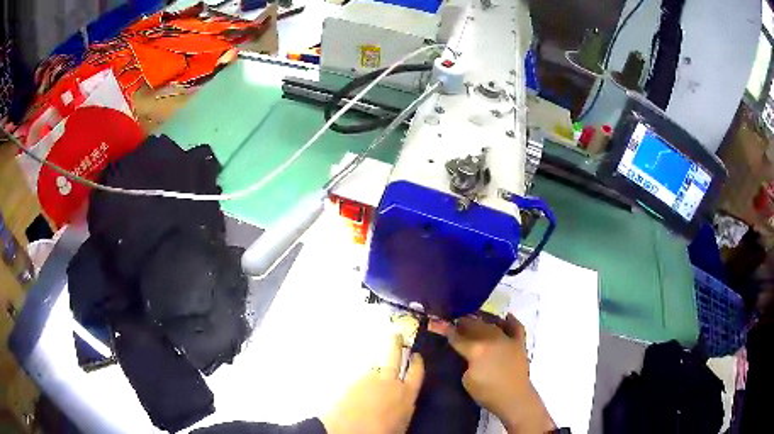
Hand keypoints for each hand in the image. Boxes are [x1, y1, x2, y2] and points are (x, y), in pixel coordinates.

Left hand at [321, 334, 424, 433]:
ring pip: (376, 365)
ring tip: (377, 359)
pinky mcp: (353, 382)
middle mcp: (390, 382)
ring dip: (378, 362)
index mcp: (407, 394)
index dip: (417, 362)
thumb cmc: (383, 431)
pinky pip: (361, 375)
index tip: (416, 354)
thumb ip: (405, 406)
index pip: (416, 373)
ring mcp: (370, 380)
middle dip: (396, 344)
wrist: (352, 430)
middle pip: (394, 358)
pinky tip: (361, 382)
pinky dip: (364, 376)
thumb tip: (406, 401)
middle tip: (396, 334)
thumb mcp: (403, 421)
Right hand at [449, 314, 554, 433]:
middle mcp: (491, 339)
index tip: (436, 323)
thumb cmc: (487, 392)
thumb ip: (465, 362)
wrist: (514, 398)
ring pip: (492, 324)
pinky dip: (510, 321)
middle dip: (463, 322)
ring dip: (482, 321)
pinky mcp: (519, 343)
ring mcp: (507, 339)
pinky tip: (506, 317)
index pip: (457, 337)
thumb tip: (467, 354)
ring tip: (475, 321)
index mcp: (475, 349)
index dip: (445, 330)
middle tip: (456, 323)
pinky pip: (516, 327)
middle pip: (474, 325)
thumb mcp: (467, 379)